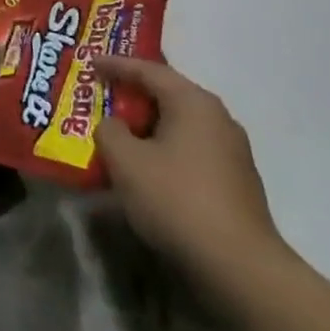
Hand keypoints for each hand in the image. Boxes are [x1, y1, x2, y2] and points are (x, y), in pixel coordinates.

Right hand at [90, 56, 286, 286]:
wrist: (240, 268)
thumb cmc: (176, 199)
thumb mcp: (125, 160)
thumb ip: (109, 130)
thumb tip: (114, 126)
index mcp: (193, 103)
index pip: (148, 70)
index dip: (115, 64)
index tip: (89, 62)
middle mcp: (217, 119)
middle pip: (167, 95)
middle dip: (132, 95)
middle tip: (101, 94)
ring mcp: (231, 152)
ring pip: (178, 125)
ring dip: (146, 126)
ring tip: (117, 132)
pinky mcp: (234, 183)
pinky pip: (189, 150)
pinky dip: (162, 150)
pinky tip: (144, 168)